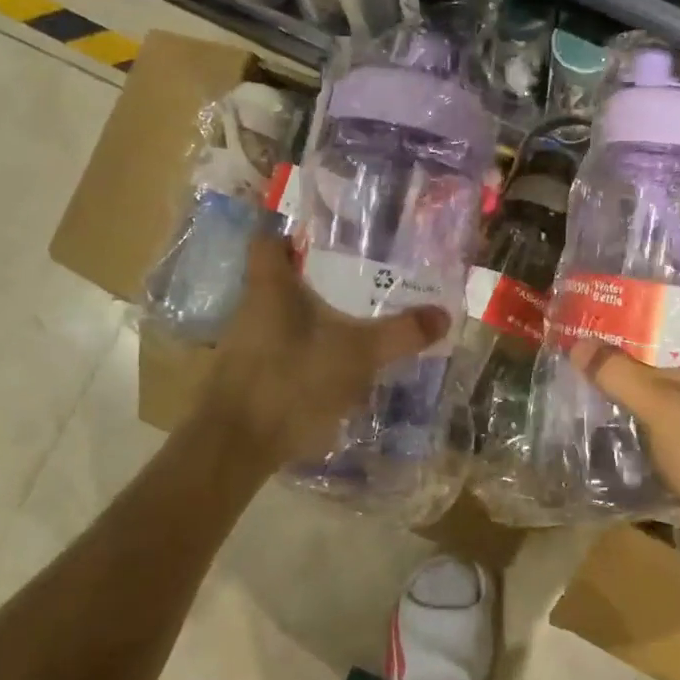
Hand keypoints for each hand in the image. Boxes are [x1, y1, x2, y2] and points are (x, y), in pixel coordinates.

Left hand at [205, 232, 450, 465]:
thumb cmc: (291, 381)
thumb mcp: (358, 354)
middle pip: (282, 276)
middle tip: (363, 276)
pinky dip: (309, 348)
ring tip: (359, 317)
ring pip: (285, 315)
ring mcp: (247, 344)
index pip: (269, 239)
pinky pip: (285, 347)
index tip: (331, 236)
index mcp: (270, 286)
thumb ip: (401, 333)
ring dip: (316, 314)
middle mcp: (253, 308)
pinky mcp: (251, 375)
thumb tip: (444, 314)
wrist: (236, 446)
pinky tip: (338, 362)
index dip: (294, 232)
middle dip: (319, 276)